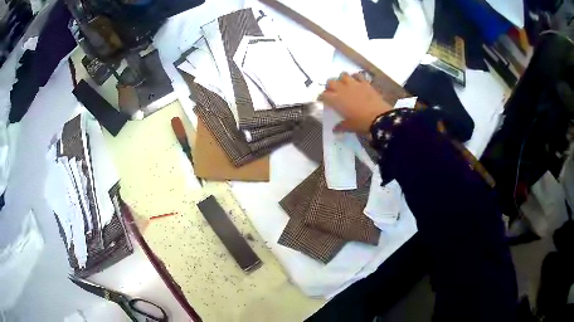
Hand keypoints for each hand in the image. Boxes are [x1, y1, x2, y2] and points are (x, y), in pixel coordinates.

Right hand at [319, 72, 391, 133]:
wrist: (380, 118)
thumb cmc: (362, 123)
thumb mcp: (350, 127)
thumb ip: (341, 126)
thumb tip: (335, 129)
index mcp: (336, 100)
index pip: (324, 95)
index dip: (322, 97)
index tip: (324, 101)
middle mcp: (342, 89)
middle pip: (330, 81)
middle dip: (330, 86)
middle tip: (333, 92)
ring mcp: (354, 84)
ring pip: (343, 75)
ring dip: (342, 79)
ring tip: (344, 85)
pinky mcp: (365, 83)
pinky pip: (358, 75)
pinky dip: (356, 77)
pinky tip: (357, 82)